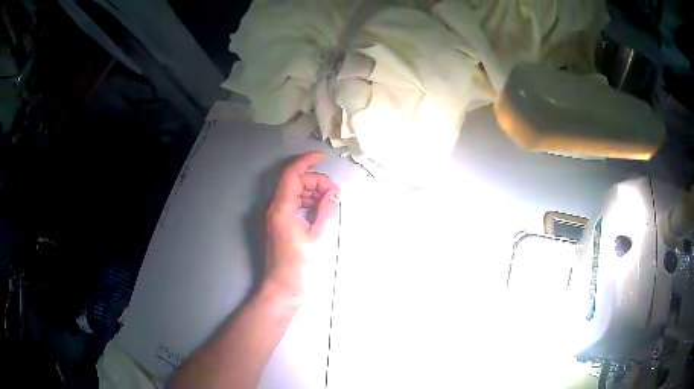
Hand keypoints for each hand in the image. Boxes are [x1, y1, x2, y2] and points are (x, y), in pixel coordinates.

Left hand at [264, 151, 339, 298]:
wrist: (284, 286)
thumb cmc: (301, 265)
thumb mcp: (319, 236)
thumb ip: (327, 210)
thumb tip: (334, 192)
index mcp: (282, 208)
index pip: (292, 174)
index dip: (306, 161)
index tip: (322, 157)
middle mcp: (276, 208)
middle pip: (295, 182)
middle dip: (315, 181)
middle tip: (335, 193)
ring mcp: (276, 217)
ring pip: (295, 193)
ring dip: (313, 192)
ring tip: (331, 201)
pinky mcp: (280, 224)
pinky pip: (294, 204)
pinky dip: (308, 202)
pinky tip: (321, 209)